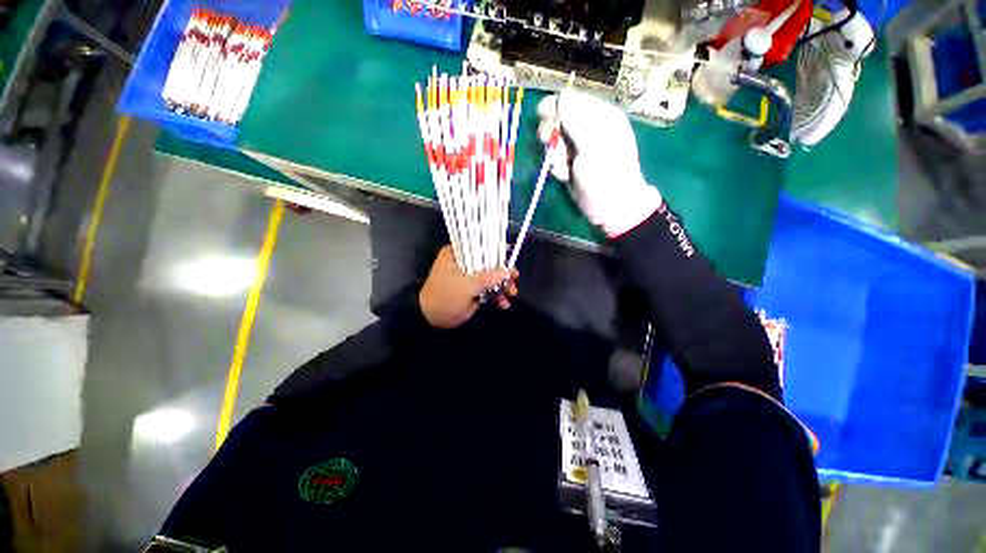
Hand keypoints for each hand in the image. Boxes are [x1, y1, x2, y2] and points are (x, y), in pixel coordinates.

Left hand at [419, 246, 519, 328]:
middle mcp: (464, 261)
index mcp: (457, 253)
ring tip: (511, 295)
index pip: (481, 246)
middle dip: (503, 273)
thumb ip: (487, 278)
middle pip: (489, 262)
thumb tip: (507, 270)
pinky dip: (497, 295)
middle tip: (514, 282)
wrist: (431, 319)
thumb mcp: (465, 288)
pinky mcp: (472, 288)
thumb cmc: (444, 298)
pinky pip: (488, 288)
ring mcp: (469, 275)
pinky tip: (503, 304)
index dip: (498, 253)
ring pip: (491, 275)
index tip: (510, 262)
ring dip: (502, 285)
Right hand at [537, 90, 662, 237]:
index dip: (556, 107)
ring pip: (555, 142)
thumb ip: (576, 121)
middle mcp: (589, 129)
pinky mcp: (572, 165)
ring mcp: (579, 149)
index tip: (543, 116)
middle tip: (549, 143)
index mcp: (600, 117)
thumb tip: (562, 96)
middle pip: (559, 121)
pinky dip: (557, 167)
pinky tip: (564, 175)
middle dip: (552, 133)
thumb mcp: (592, 146)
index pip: (572, 100)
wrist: (611, 208)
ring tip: (562, 166)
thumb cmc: (606, 176)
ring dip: (554, 154)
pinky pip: (556, 159)